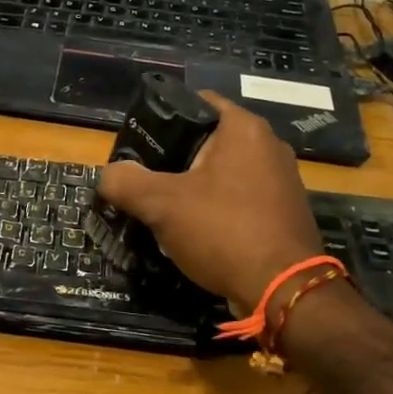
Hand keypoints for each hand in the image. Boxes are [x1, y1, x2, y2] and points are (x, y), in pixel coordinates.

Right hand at [97, 91, 323, 312]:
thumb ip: (126, 182)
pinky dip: (216, 210)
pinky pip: (239, 200)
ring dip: (194, 188)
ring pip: (223, 173)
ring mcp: (281, 181)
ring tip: (163, 209)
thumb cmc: (224, 231)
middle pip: (207, 141)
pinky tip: (194, 232)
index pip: (196, 102)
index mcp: (244, 129)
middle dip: (174, 159)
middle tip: (144, 179)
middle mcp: (269, 146)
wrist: (284, 291)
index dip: (162, 118)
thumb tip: (109, 176)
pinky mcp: (284, 213)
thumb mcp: (161, 204)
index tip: (138, 143)